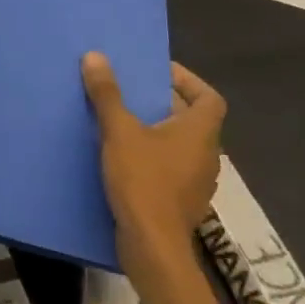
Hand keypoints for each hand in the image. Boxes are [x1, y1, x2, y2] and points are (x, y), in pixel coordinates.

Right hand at [82, 55, 226, 268]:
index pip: (209, 98)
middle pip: (192, 120)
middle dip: (162, 103)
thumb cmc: (143, 181)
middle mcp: (206, 156)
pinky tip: (124, 158)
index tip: (157, 72)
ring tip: (122, 121)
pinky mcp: (181, 202)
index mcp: (200, 134)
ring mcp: (196, 182)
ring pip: (180, 145)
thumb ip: (107, 94)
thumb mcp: (119, 132)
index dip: (188, 81)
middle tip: (129, 91)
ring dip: (156, 130)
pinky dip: (152, 156)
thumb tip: (95, 56)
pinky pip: (170, 167)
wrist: (153, 247)